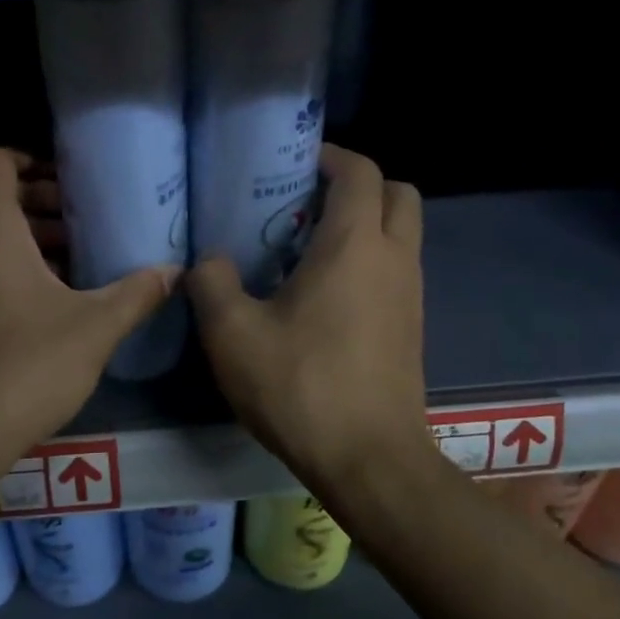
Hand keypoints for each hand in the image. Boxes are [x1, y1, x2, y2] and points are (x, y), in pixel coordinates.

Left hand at [0, 148, 174, 471]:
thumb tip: (175, 271)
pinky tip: (35, 298)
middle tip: (73, 222)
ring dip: (13, 231)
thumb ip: (137, 292)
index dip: (29, 160)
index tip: (67, 186)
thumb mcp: (95, 328)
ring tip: (63, 259)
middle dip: (28, 198)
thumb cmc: (26, 367)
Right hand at [189, 146, 429, 494]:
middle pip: (397, 194)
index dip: (330, 156)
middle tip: (306, 204)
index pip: (361, 172)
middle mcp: (394, 259)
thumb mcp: (232, 334)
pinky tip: (321, 299)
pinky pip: (395, 272)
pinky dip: (368, 264)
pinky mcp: (411, 329)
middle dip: (358, 186)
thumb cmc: (301, 387)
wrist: (369, 461)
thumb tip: (208, 261)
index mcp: (355, 245)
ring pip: (400, 235)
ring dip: (364, 226)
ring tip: (305, 250)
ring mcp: (410, 296)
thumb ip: (211, 284)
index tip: (293, 163)